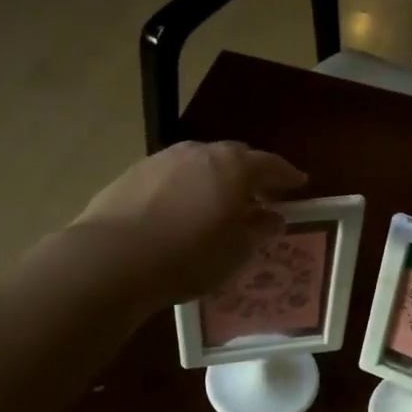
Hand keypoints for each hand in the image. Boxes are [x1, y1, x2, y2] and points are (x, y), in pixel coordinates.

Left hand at [68, 142, 306, 307]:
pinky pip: (172, 176)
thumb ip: (259, 230)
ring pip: (200, 164)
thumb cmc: (188, 256)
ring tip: (218, 206)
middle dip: (250, 175)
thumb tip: (273, 218)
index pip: (270, 164)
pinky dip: (185, 188)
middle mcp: (199, 152)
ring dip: (214, 180)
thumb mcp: (236, 251)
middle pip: (234, 157)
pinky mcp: (133, 174)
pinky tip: (180, 212)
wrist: (111, 259)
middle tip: (259, 198)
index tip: (299, 184)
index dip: (287, 175)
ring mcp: (162, 160)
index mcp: (232, 167)